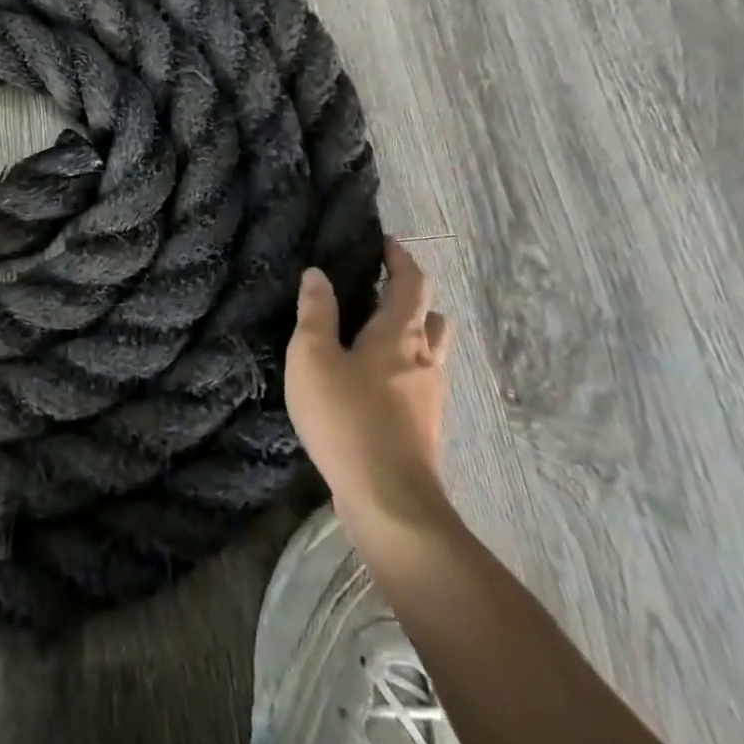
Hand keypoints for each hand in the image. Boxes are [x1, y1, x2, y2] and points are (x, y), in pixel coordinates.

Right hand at [285, 238, 454, 538]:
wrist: (390, 501)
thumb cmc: (346, 417)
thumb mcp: (313, 356)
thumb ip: (316, 312)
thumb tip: (318, 274)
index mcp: (400, 334)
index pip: (412, 282)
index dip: (400, 258)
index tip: (383, 243)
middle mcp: (425, 359)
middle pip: (430, 316)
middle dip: (409, 299)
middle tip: (376, 292)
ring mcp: (430, 397)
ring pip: (429, 352)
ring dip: (409, 336)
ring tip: (371, 337)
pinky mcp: (425, 428)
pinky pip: (419, 382)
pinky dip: (402, 369)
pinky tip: (371, 385)